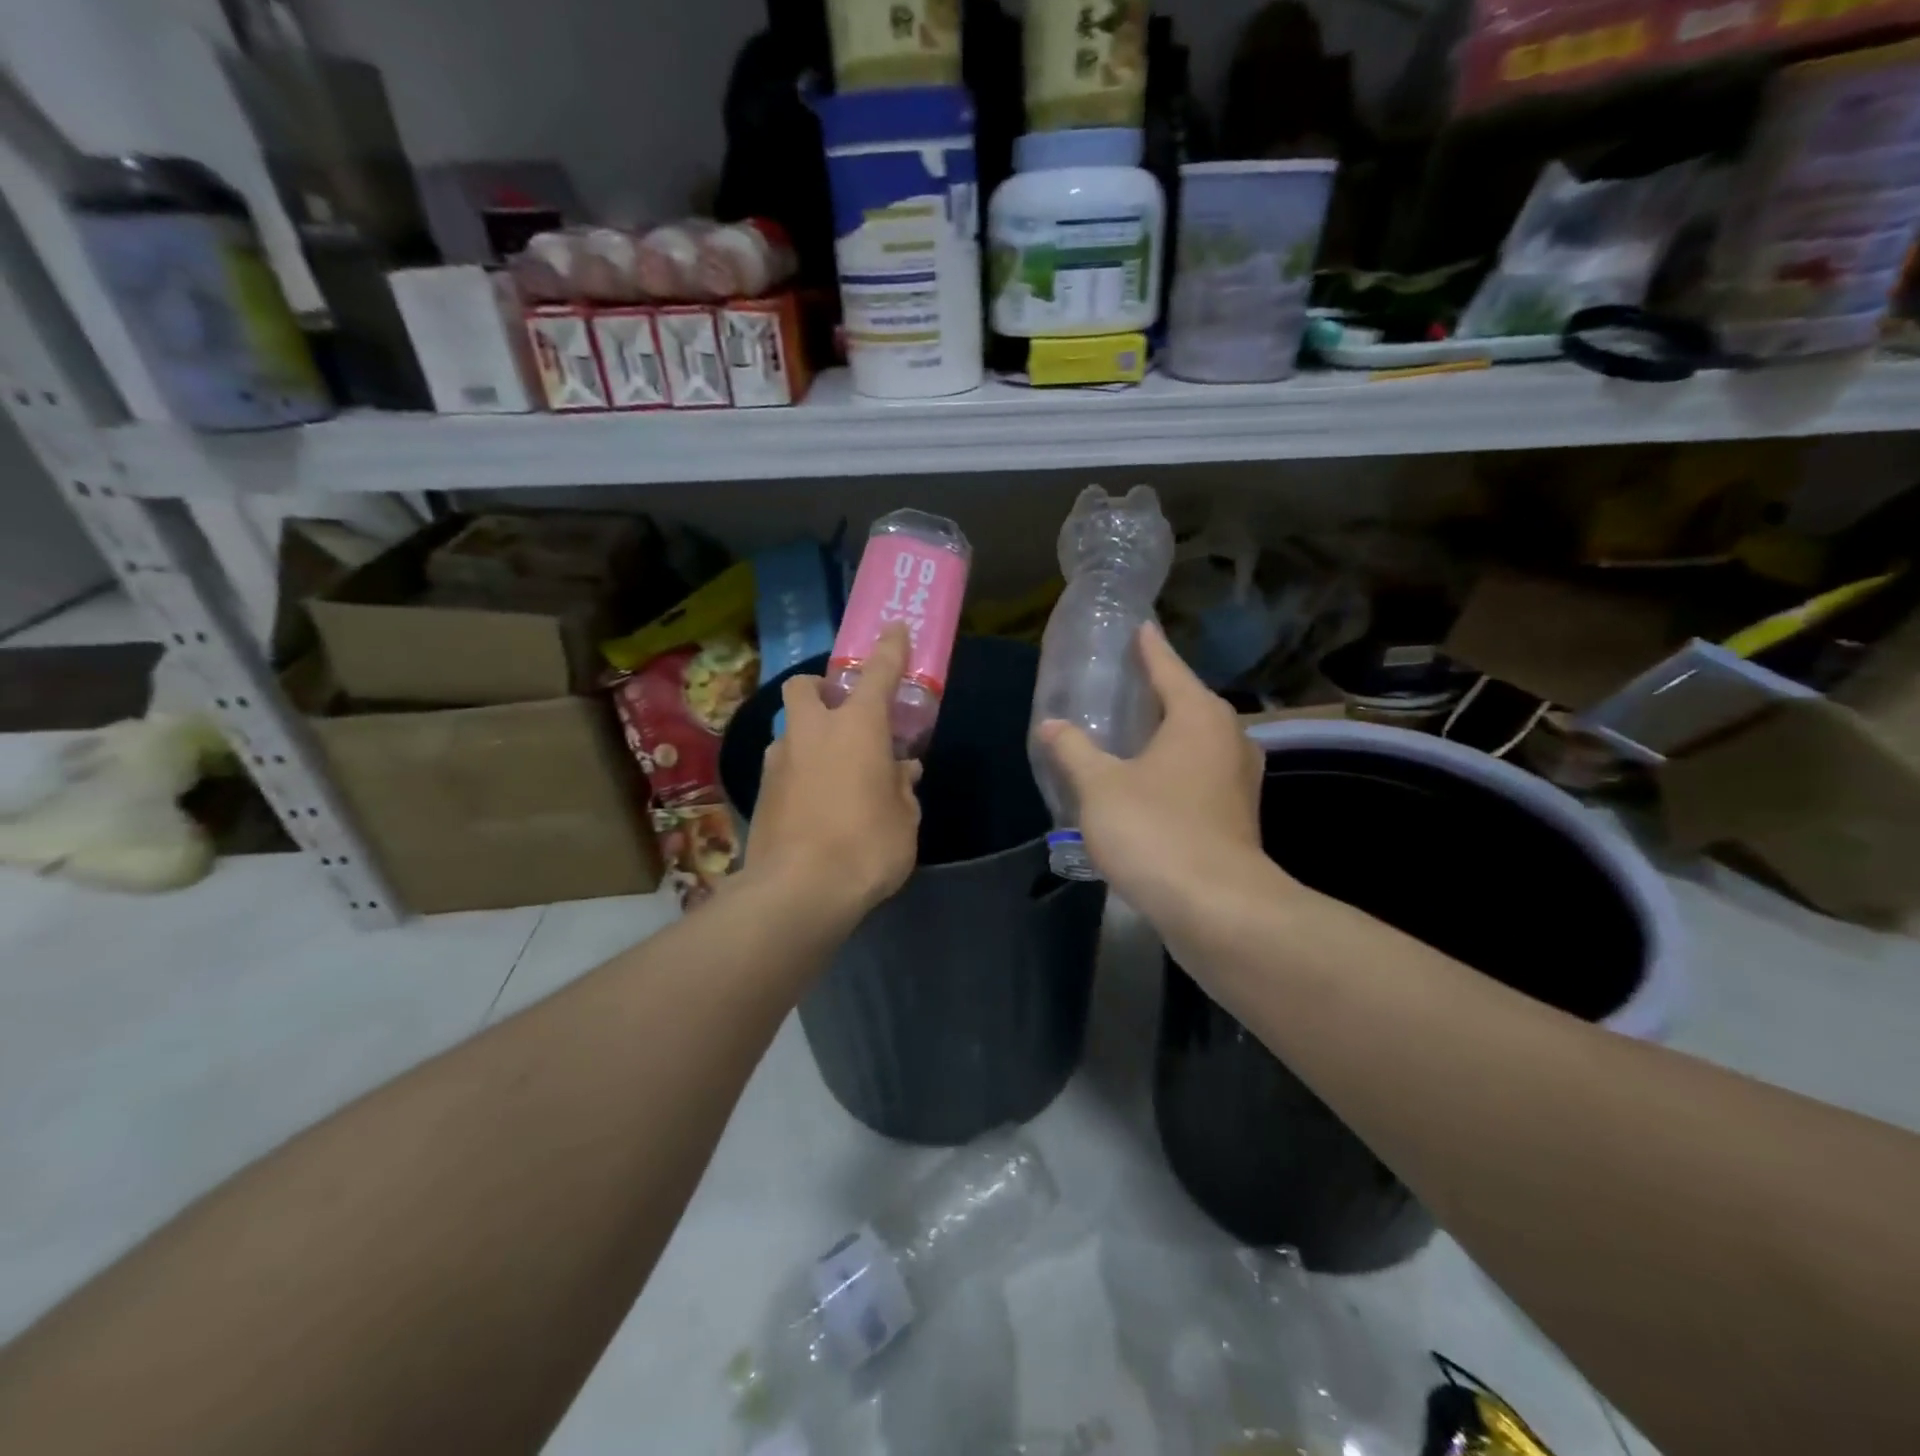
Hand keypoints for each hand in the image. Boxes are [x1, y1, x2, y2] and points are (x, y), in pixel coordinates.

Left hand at [743, 625, 921, 923]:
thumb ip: (902, 787)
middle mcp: (812, 732)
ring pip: (791, 729)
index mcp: (856, 727)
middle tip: (844, 715)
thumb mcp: (904, 819)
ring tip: (834, 772)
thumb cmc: (867, 846)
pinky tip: (815, 803)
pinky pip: (784, 766)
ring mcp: (779, 760)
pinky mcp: (760, 791)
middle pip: (806, 687)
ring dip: (811, 737)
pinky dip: (800, 772)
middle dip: (821, 689)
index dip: (890, 649)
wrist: (798, 891)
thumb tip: (901, 771)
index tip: (896, 629)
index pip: (879, 673)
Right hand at [1036, 623, 1270, 930]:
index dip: (1149, 648)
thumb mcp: (1100, 787)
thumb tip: (1052, 725)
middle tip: (1123, 683)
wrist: (1216, 906)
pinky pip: (1200, 773)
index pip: (1168, 667)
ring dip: (1167, 734)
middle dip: (1158, 691)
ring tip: (1132, 731)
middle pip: (1189, 702)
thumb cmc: (1156, 830)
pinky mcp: (1237, 814)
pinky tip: (1148, 781)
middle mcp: (1228, 738)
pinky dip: (1175, 767)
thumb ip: (1073, 751)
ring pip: (1197, 741)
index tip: (1138, 626)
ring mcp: (1239, 779)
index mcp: (1198, 716)